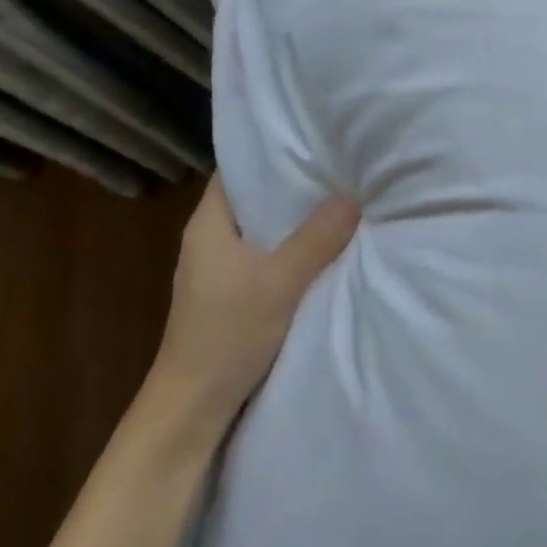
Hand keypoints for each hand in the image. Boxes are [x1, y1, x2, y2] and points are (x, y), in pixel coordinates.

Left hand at [156, 174, 358, 419]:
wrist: (194, 406)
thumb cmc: (227, 335)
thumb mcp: (278, 282)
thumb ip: (315, 239)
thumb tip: (352, 195)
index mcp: (208, 224)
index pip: (237, 169)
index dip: (271, 152)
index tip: (314, 140)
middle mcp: (211, 239)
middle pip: (256, 198)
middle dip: (296, 185)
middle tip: (341, 167)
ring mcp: (222, 269)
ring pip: (265, 229)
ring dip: (298, 220)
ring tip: (343, 200)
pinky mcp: (235, 293)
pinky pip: (269, 256)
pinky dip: (295, 248)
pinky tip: (327, 248)